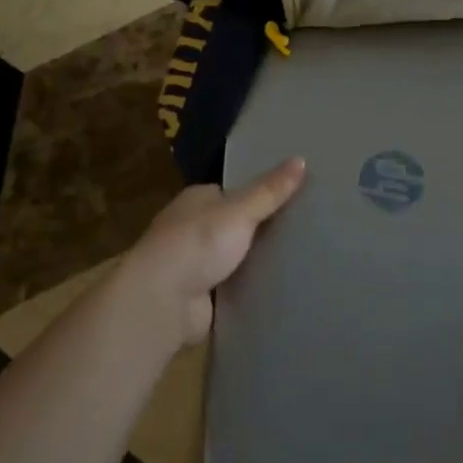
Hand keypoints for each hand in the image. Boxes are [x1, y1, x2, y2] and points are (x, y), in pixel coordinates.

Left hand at [120, 158, 306, 349]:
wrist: (161, 302)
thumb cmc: (197, 244)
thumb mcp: (240, 211)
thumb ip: (270, 191)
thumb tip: (301, 159)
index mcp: (196, 200)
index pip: (231, 192)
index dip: (258, 195)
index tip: (291, 199)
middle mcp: (190, 229)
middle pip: (232, 225)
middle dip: (259, 230)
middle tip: (301, 231)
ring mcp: (192, 265)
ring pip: (232, 258)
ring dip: (253, 262)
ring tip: (297, 260)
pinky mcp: (198, 297)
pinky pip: (231, 288)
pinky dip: (247, 289)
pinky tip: (275, 289)